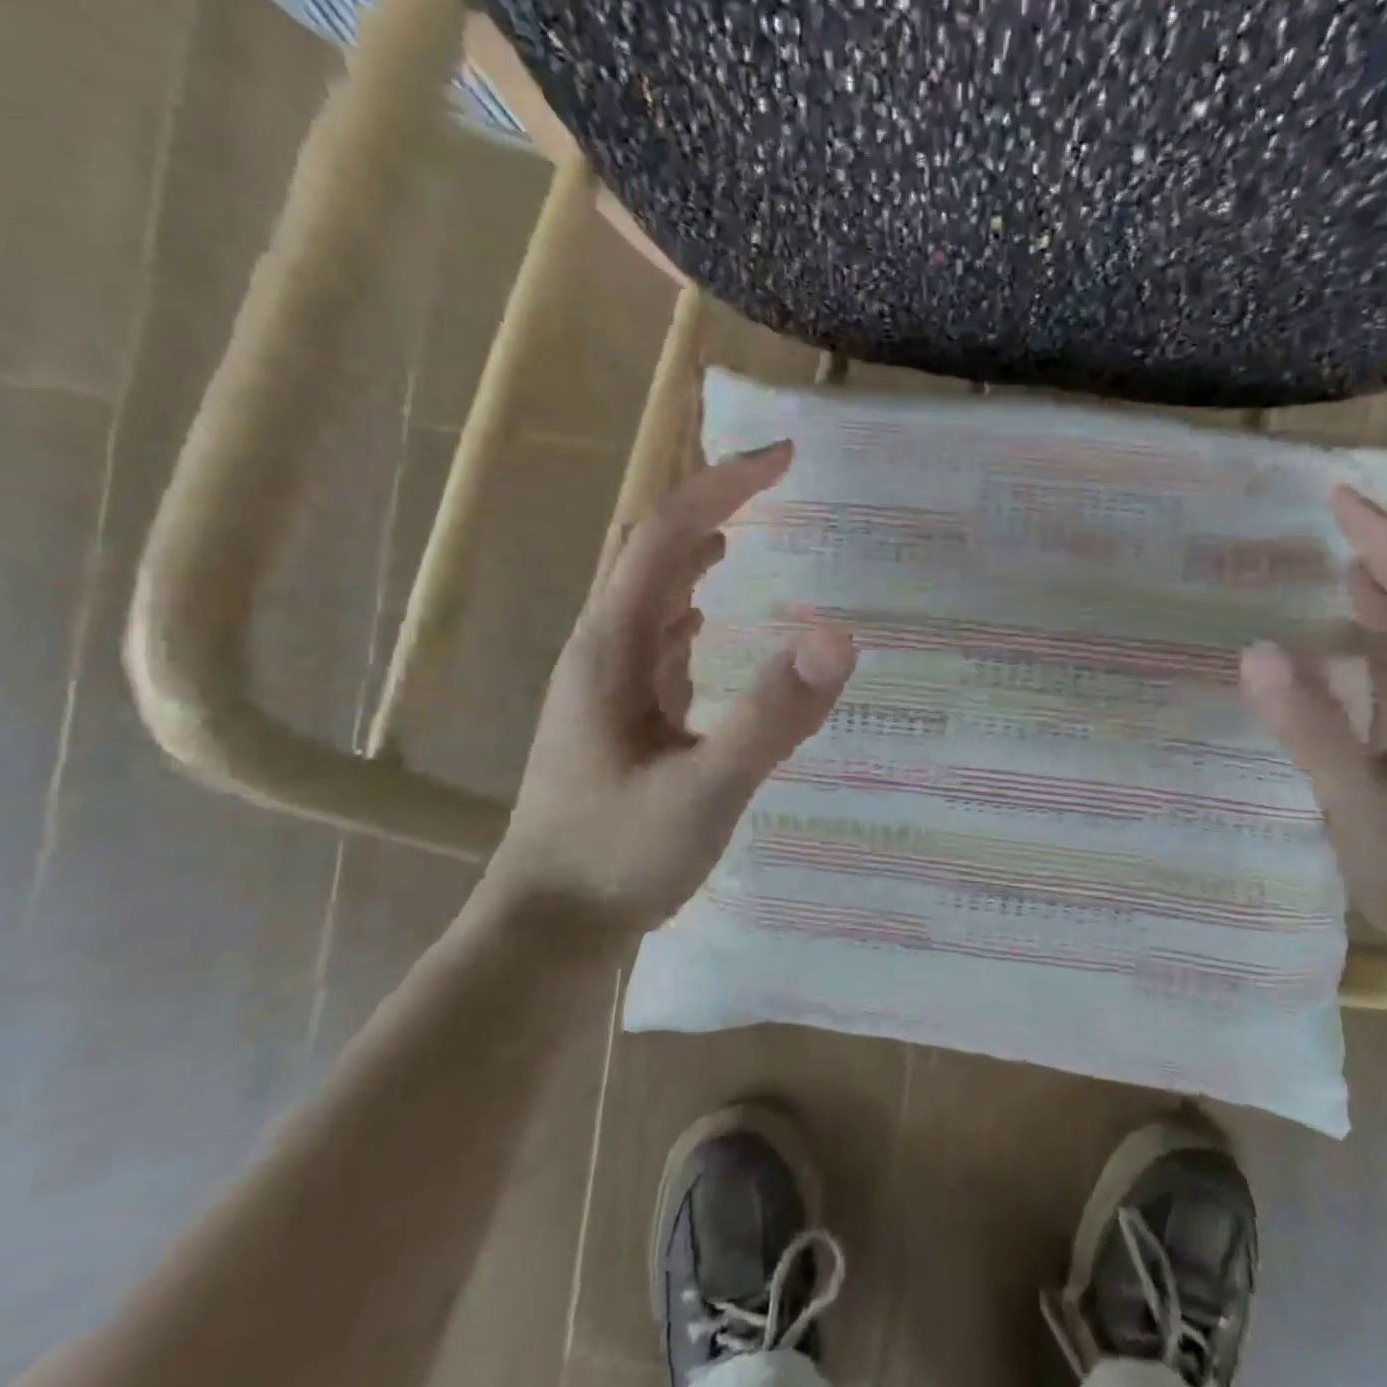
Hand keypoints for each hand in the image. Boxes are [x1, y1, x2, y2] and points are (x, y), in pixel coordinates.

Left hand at [487, 441, 856, 928]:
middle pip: (654, 551)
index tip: (783, 458)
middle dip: (714, 503)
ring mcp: (606, 684)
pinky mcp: (617, 717)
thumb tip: (837, 637)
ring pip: (651, 593)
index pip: (667, 535)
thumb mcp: (707, 790)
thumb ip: (770, 717)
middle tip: (776, 482)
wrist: (549, 928)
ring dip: (697, 551)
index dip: (723, 486)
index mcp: (614, 647)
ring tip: (749, 531)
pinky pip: (656, 639)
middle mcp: (603, 650)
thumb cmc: (619, 858)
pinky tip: (709, 627)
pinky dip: (689, 610)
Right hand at [1239, 486, 1386, 982]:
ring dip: (1383, 601)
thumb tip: (1255, 651)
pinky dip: (1374, 651)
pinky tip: (1343, 655)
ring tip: (1338, 567)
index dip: (1385, 541)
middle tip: (1333, 522)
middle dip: (1385, 557)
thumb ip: (1309, 727)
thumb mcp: (1360, 802)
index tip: (1340, 498)